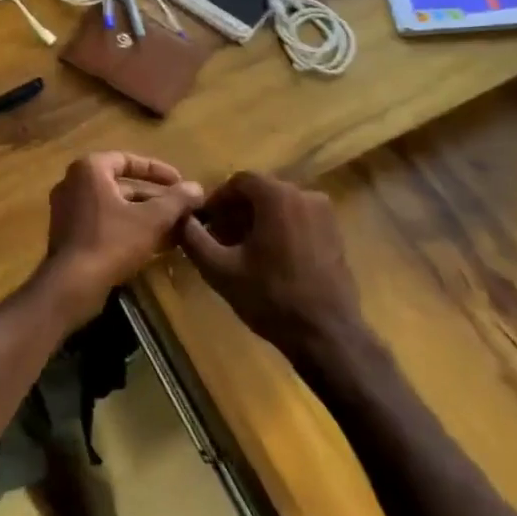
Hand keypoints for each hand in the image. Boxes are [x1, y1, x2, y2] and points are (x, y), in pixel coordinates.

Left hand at [37, 152, 204, 322]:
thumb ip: (176, 200)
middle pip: (122, 185)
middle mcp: (73, 183)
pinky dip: (127, 227)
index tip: (180, 182)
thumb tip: (197, 188)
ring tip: (175, 227)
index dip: (158, 170)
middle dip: (154, 197)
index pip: (128, 160)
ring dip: (144, 215)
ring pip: (114, 206)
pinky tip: (154, 244)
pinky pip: (103, 222)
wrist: (73, 284)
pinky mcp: (68, 233)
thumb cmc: (112, 241)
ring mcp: (67, 209)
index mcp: (89, 169)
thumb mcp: (152, 219)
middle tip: (181, 208)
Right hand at [178, 171, 368, 364]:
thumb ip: (194, 238)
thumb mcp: (220, 269)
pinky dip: (278, 229)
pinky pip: (298, 220)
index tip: (204, 223)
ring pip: (280, 206)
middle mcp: (305, 196)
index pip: (239, 181)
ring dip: (256, 221)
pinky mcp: (335, 234)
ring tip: (239, 251)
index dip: (217, 199)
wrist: (326, 334)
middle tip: (218, 238)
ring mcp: (325, 215)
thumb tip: (180, 218)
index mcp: (278, 196)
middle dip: (235, 211)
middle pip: (261, 192)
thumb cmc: (270, 297)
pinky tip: (267, 259)